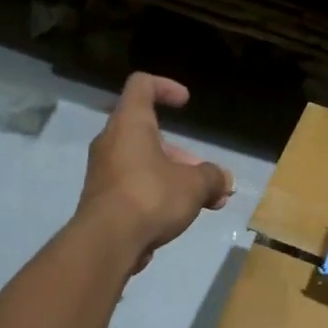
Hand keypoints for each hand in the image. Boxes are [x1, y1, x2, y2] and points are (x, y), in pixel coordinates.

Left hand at [78, 73, 233, 271]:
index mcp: (130, 123)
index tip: (186, 103)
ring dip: (176, 178)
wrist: (107, 242)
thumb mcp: (194, 184)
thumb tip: (224, 180)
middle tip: (208, 177)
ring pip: (145, 164)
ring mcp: (104, 172)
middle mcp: (112, 142)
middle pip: (149, 134)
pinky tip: (181, 217)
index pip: (141, 85)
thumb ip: (212, 176)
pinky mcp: (103, 200)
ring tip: (207, 203)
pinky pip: (136, 187)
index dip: (165, 87)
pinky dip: (159, 195)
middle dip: (183, 155)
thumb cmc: (151, 197)